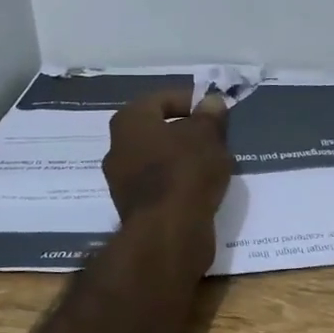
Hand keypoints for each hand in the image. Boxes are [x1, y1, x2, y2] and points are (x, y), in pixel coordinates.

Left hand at [104, 88, 233, 235]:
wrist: (168, 233)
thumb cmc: (185, 171)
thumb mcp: (207, 135)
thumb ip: (209, 115)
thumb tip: (211, 102)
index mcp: (129, 121)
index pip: (162, 99)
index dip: (191, 101)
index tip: (215, 112)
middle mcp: (117, 147)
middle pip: (158, 130)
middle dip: (187, 131)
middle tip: (216, 137)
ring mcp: (122, 181)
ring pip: (159, 159)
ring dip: (184, 159)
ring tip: (214, 164)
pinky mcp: (134, 209)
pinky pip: (160, 185)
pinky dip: (179, 183)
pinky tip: (203, 189)